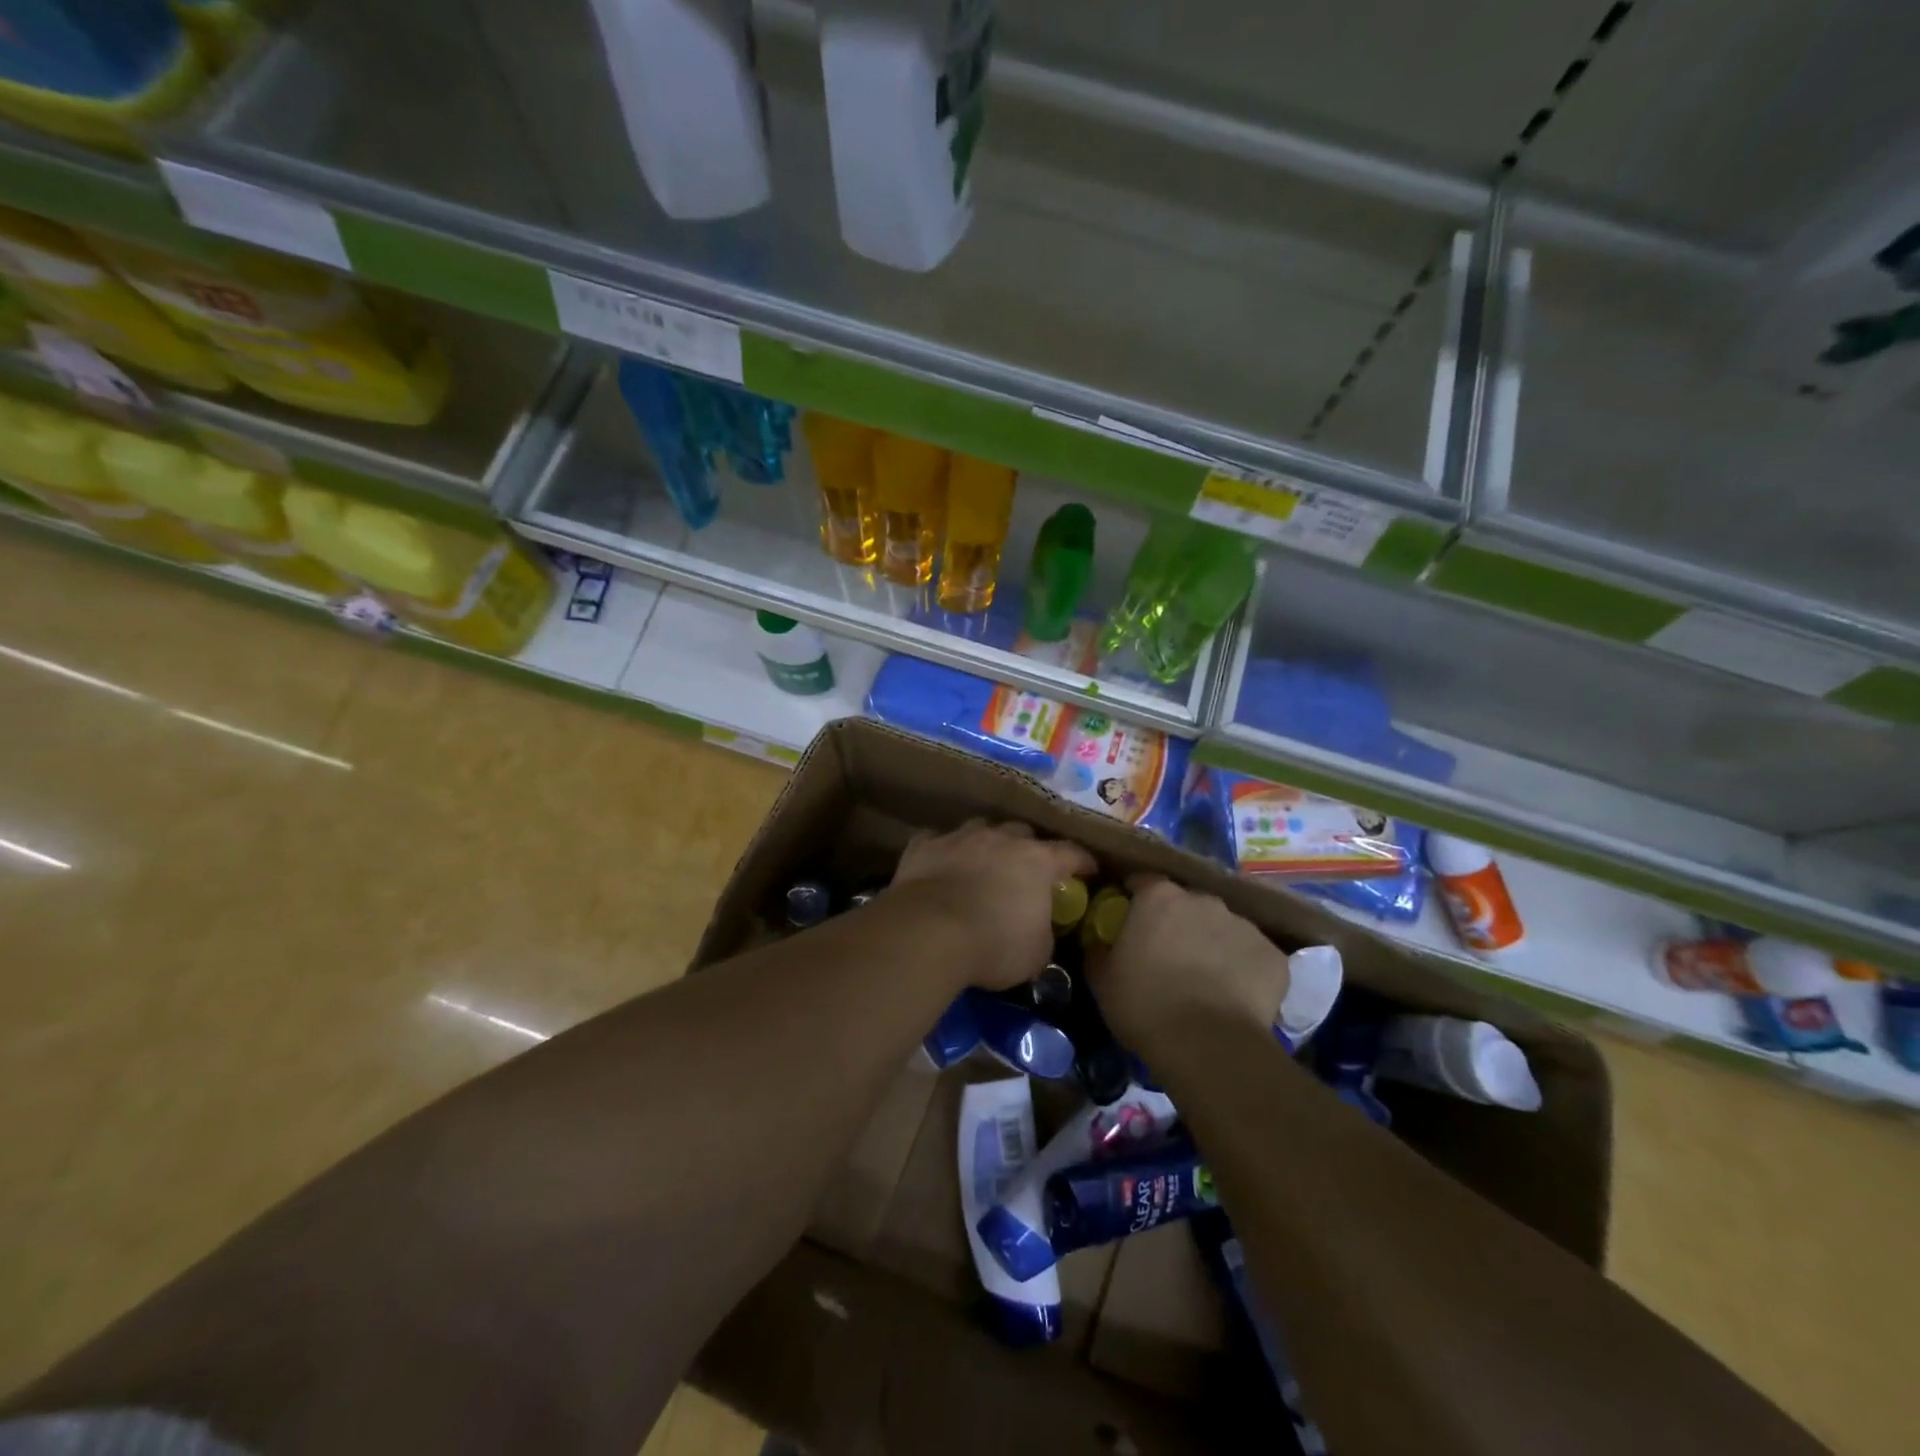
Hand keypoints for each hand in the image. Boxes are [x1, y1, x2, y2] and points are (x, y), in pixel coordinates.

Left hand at [891, 819, 1096, 990]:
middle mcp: (1001, 839)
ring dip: (986, 843)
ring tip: (983, 861)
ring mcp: (960, 837)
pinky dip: (943, 850)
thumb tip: (1039, 927)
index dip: (1082, 862)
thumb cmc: (994, 945)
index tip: (1089, 871)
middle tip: (1027, 869)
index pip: (1070, 853)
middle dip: (1028, 847)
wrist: (929, 932)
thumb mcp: (1036, 952)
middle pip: (1022, 832)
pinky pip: (937, 840)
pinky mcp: (924, 845)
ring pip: (981, 828)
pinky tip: (940, 863)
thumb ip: (1043, 931)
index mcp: (1037, 861)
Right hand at [1093, 875, 1289, 1049]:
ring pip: (1223, 928)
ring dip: (1212, 943)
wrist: (1209, 1046)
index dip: (1135, 899)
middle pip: (1187, 903)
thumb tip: (1098, 942)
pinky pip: (1253, 955)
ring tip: (1205, 979)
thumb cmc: (1145, 1006)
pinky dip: (1244, 969)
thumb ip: (1099, 951)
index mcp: (1159, 897)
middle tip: (1168, 954)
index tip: (1130, 920)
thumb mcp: (1102, 980)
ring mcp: (1243, 925)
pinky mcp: (1273, 955)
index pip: (1143, 882)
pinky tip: (1235, 996)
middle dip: (1178, 922)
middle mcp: (1203, 900)